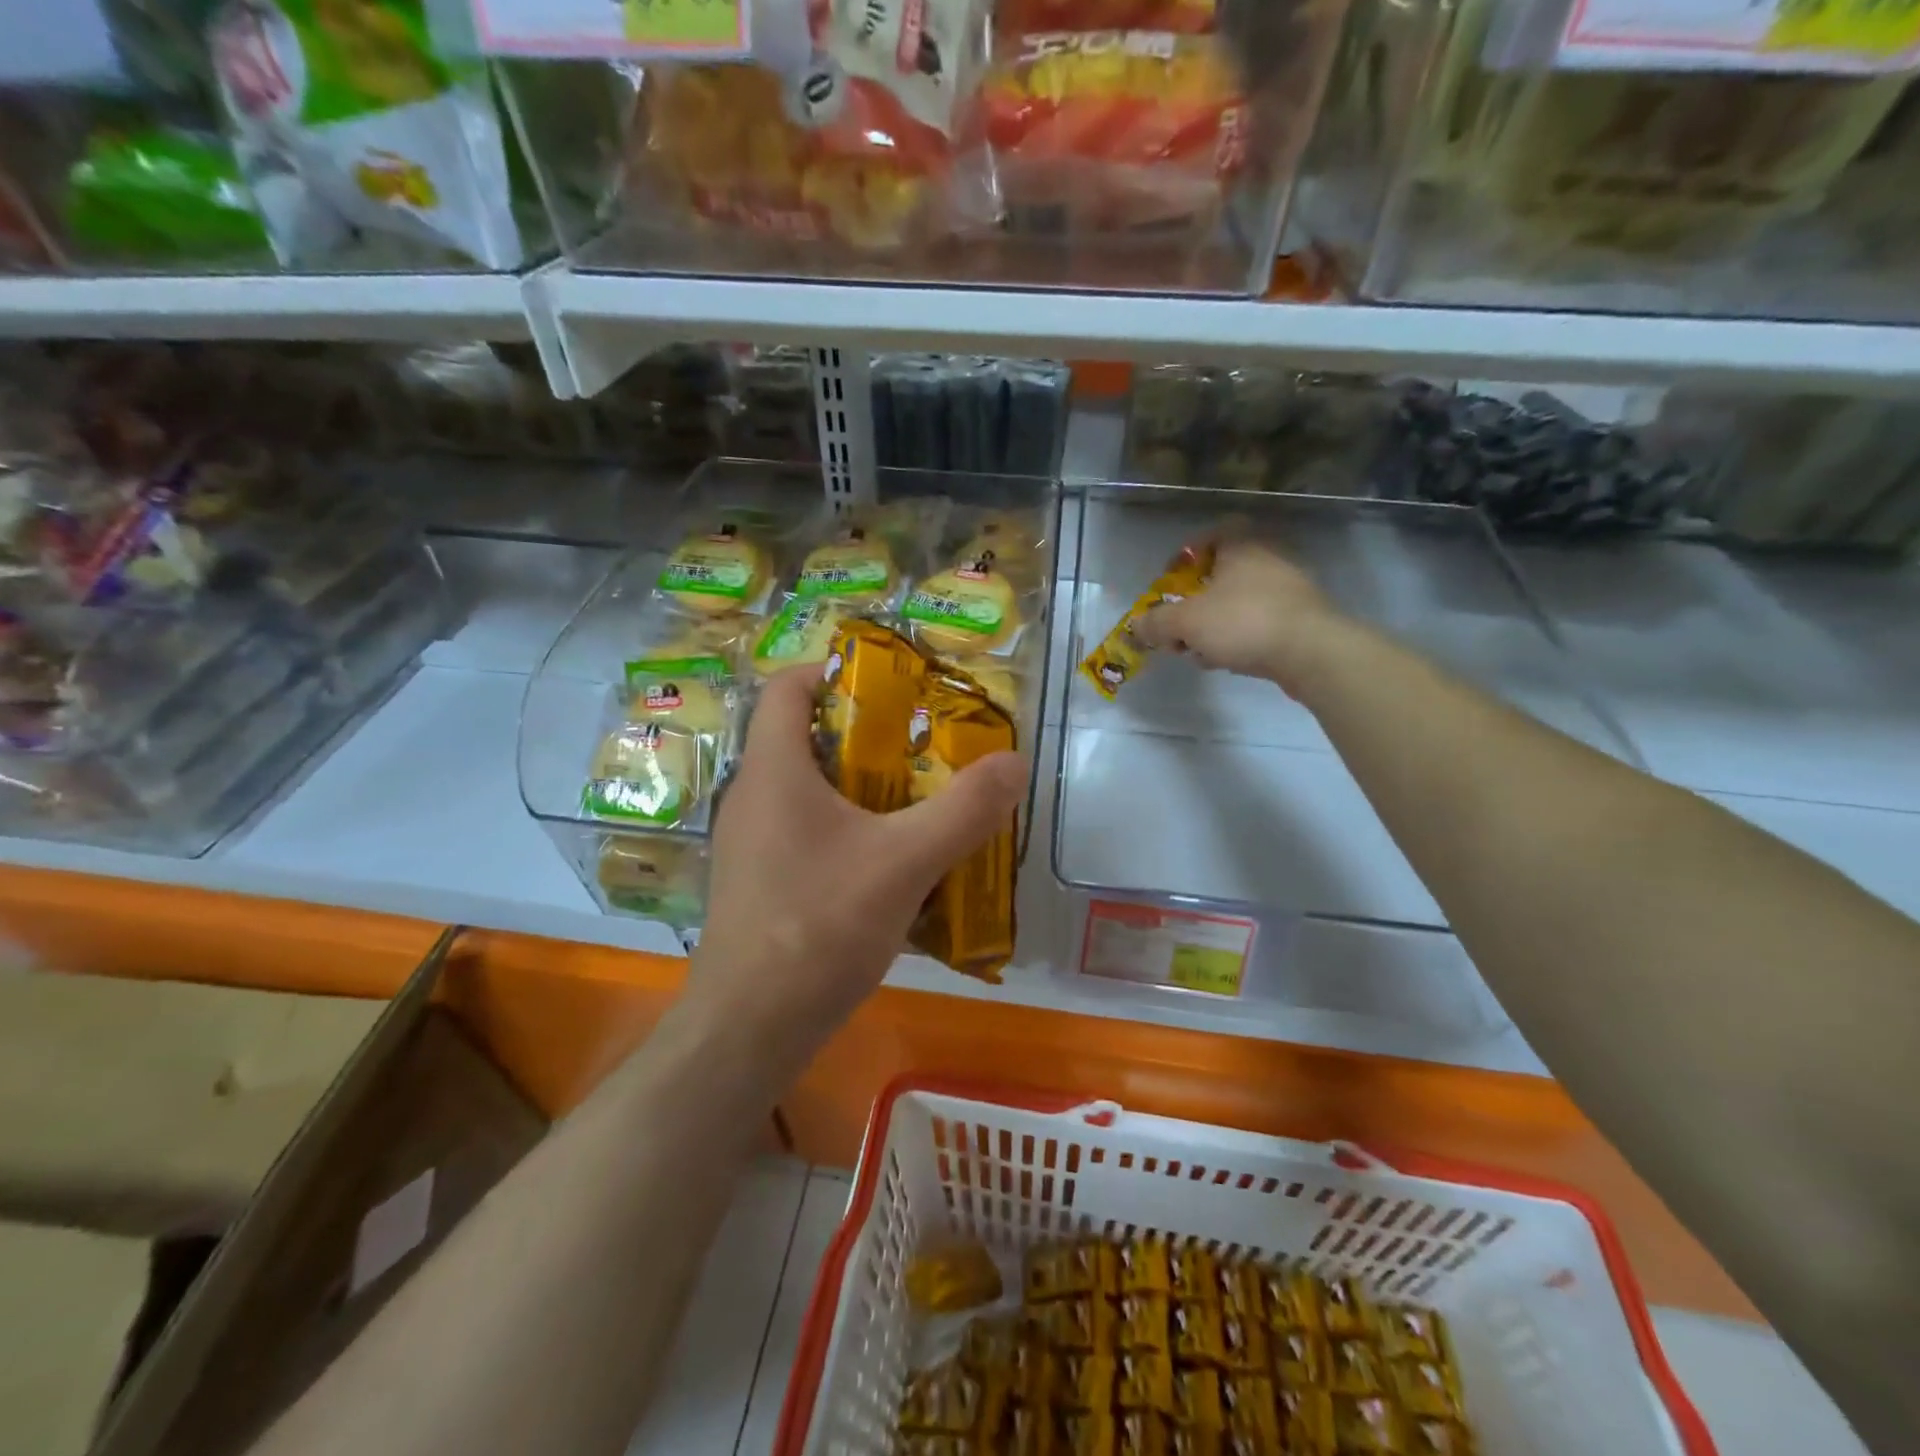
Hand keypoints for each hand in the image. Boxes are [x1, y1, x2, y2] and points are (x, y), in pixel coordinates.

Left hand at [687, 663, 1026, 1059]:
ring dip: (861, 787)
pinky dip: (847, 830)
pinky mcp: (759, 883)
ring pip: (808, 790)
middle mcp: (753, 797)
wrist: (749, 1029)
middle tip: (923, 745)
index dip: (833, 670)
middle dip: (866, 734)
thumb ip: (964, 811)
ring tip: (918, 800)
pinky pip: (805, 832)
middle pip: (805, 737)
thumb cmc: (818, 927)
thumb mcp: (905, 862)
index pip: (787, 687)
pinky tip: (889, 863)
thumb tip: (1014, 763)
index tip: (891, 683)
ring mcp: (750, 843)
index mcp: (774, 770)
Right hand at [1134, 537, 1342, 694]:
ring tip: (1199, 650)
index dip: (1186, 555)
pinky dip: (1239, 637)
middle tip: (1179, 623)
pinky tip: (1228, 660)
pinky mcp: (1301, 618)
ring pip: (1238, 601)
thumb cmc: (1243, 622)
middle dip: (1195, 600)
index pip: (1211, 534)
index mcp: (1241, 545)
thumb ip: (1156, 623)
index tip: (1170, 581)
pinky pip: (1258, 622)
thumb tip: (1135, 627)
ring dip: (1214, 623)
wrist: (1312, 652)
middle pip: (1221, 573)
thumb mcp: (1186, 623)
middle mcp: (1268, 558)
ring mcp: (1289, 589)